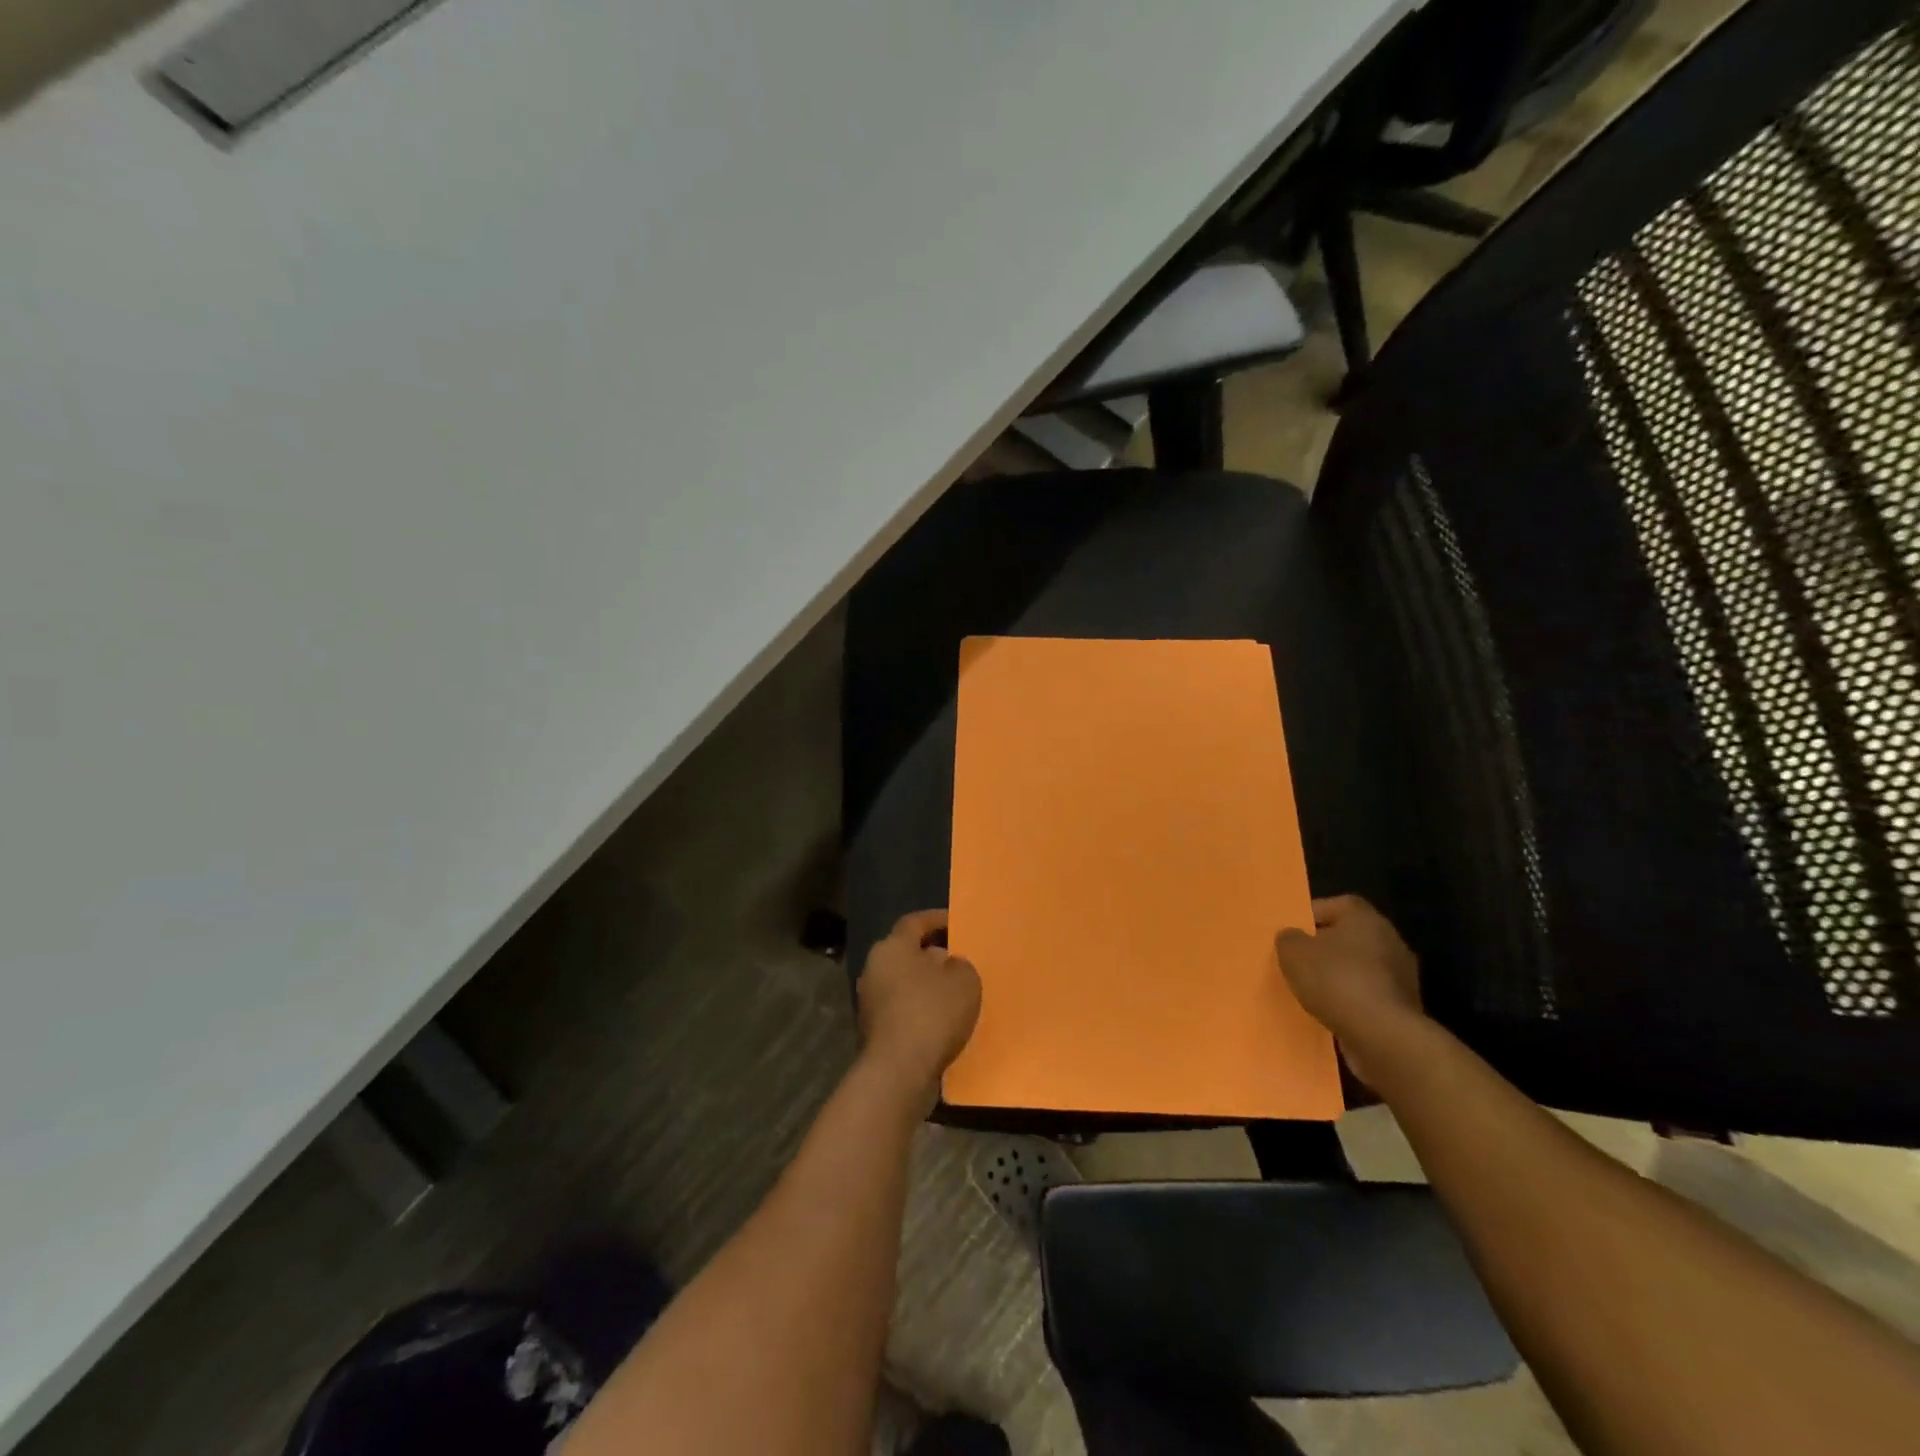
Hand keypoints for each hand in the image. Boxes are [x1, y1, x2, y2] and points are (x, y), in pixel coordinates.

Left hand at [857, 910, 981, 1113]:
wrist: (899, 1071)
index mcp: (892, 947)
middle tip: (958, 959)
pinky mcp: (874, 1030)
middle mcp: (874, 968)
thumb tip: (947, 965)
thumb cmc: (932, 1012)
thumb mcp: (964, 979)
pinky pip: (902, 1009)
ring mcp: (870, 1001)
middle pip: (906, 953)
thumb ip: (959, 964)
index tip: (956, 921)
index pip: (914, 922)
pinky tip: (942, 1020)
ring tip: (955, 992)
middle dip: (932, 954)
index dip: (936, 919)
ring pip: (904, 983)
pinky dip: (920, 1010)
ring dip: (926, 985)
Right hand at [1275, 895, 1423, 1084]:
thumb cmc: (1336, 980)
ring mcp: (1402, 976)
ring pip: (1361, 967)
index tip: (1293, 931)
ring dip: (1340, 976)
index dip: (1312, 914)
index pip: (1337, 904)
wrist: (1382, 1036)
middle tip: (1300, 960)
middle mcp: (1390, 940)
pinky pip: (1369, 995)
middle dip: (1325, 947)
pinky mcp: (1404, 1007)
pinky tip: (1332, 1012)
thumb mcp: (1293, 953)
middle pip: (1351, 936)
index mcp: (1366, 919)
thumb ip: (1289, 939)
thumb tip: (1292, 936)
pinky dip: (1352, 1000)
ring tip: (1312, 990)